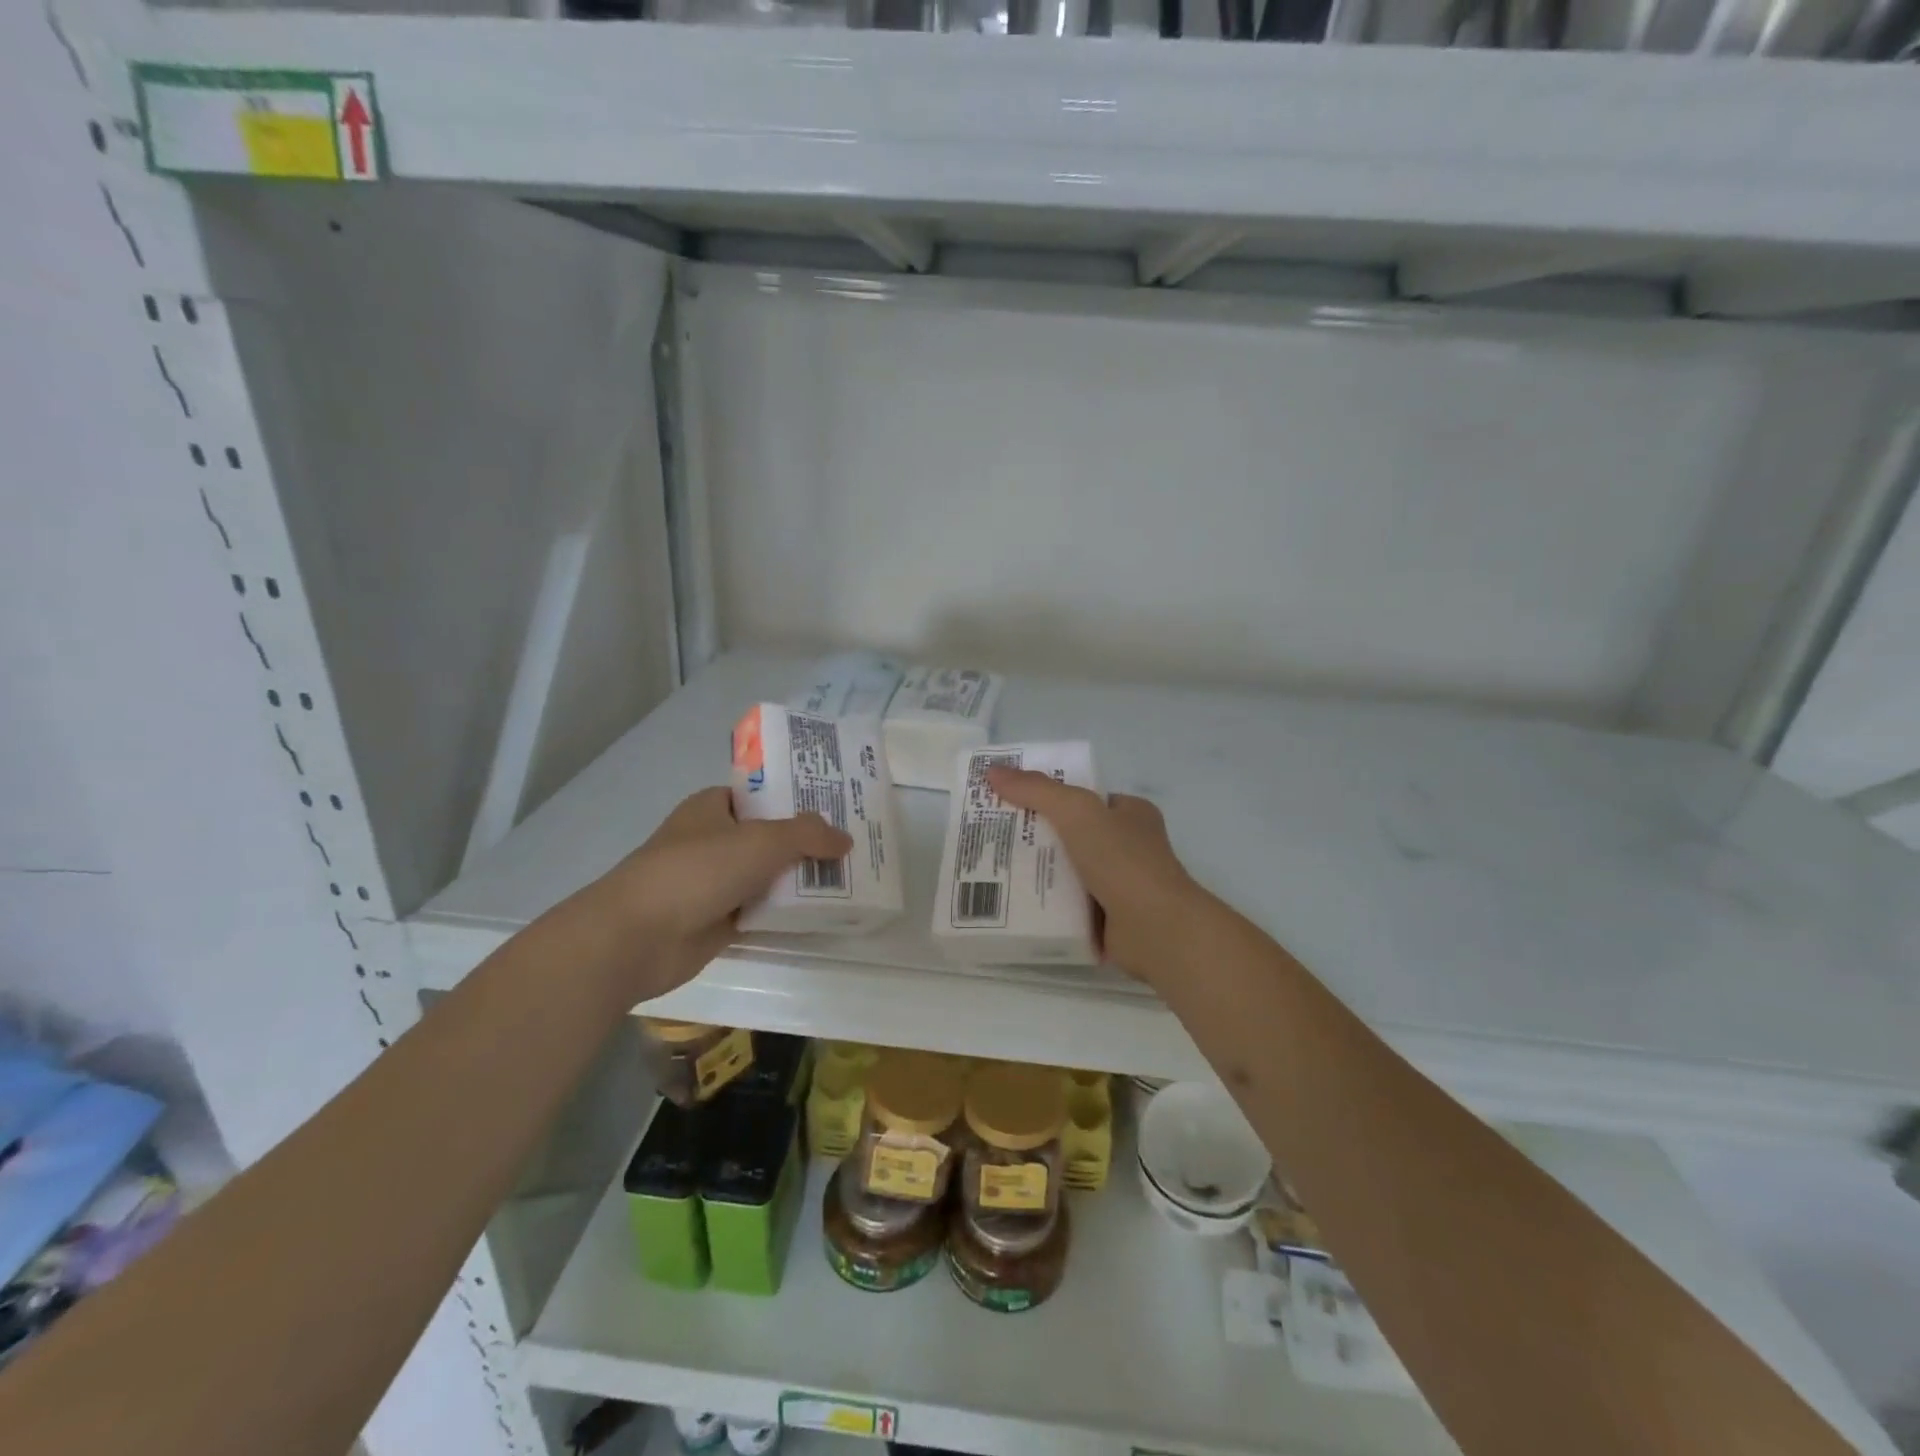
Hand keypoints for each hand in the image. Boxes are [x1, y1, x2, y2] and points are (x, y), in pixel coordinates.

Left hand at [588, 787, 851, 1001]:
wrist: (638, 937)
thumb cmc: (697, 871)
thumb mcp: (762, 841)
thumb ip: (808, 835)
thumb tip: (845, 839)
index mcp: (713, 807)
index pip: (762, 793)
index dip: (798, 796)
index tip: (839, 802)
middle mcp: (714, 839)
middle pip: (771, 835)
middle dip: (808, 839)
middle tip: (856, 840)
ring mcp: (715, 881)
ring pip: (769, 873)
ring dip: (801, 877)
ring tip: (851, 874)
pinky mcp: (719, 919)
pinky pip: (763, 907)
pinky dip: (788, 909)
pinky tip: (825, 910)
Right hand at [986, 767, 1208, 989]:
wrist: (1156, 929)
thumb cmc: (1122, 860)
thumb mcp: (1077, 811)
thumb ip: (1036, 790)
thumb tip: (992, 771)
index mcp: (1132, 814)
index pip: (1084, 799)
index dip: (1049, 796)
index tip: (1011, 801)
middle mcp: (1129, 847)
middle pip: (1072, 835)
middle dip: (1037, 836)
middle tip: (995, 836)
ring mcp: (1121, 885)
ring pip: (1069, 871)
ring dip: (1039, 872)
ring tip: (994, 868)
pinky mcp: (1110, 920)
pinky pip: (1069, 905)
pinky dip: (1046, 905)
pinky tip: (1013, 903)